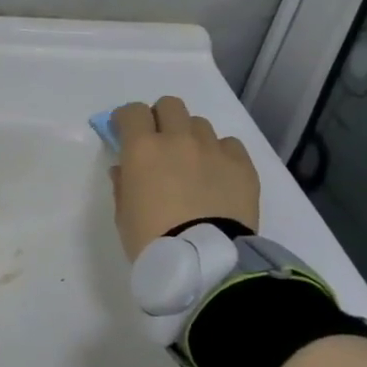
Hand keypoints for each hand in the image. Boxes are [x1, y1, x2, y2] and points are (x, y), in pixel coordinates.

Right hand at [108, 96, 260, 260]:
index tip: (123, 133)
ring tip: (191, 163)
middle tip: (158, 142)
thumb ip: (123, 184)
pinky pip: (229, 145)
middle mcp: (178, 140)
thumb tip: (125, 170)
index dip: (126, 119)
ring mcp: (213, 150)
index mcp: (142, 149)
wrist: (205, 261)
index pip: (132, 112)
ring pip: (200, 125)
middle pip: (170, 105)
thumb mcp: (123, 214)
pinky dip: (219, 153)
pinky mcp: (242, 166)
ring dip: (190, 137)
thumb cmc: (151, 238)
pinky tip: (216, 175)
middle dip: (161, 118)